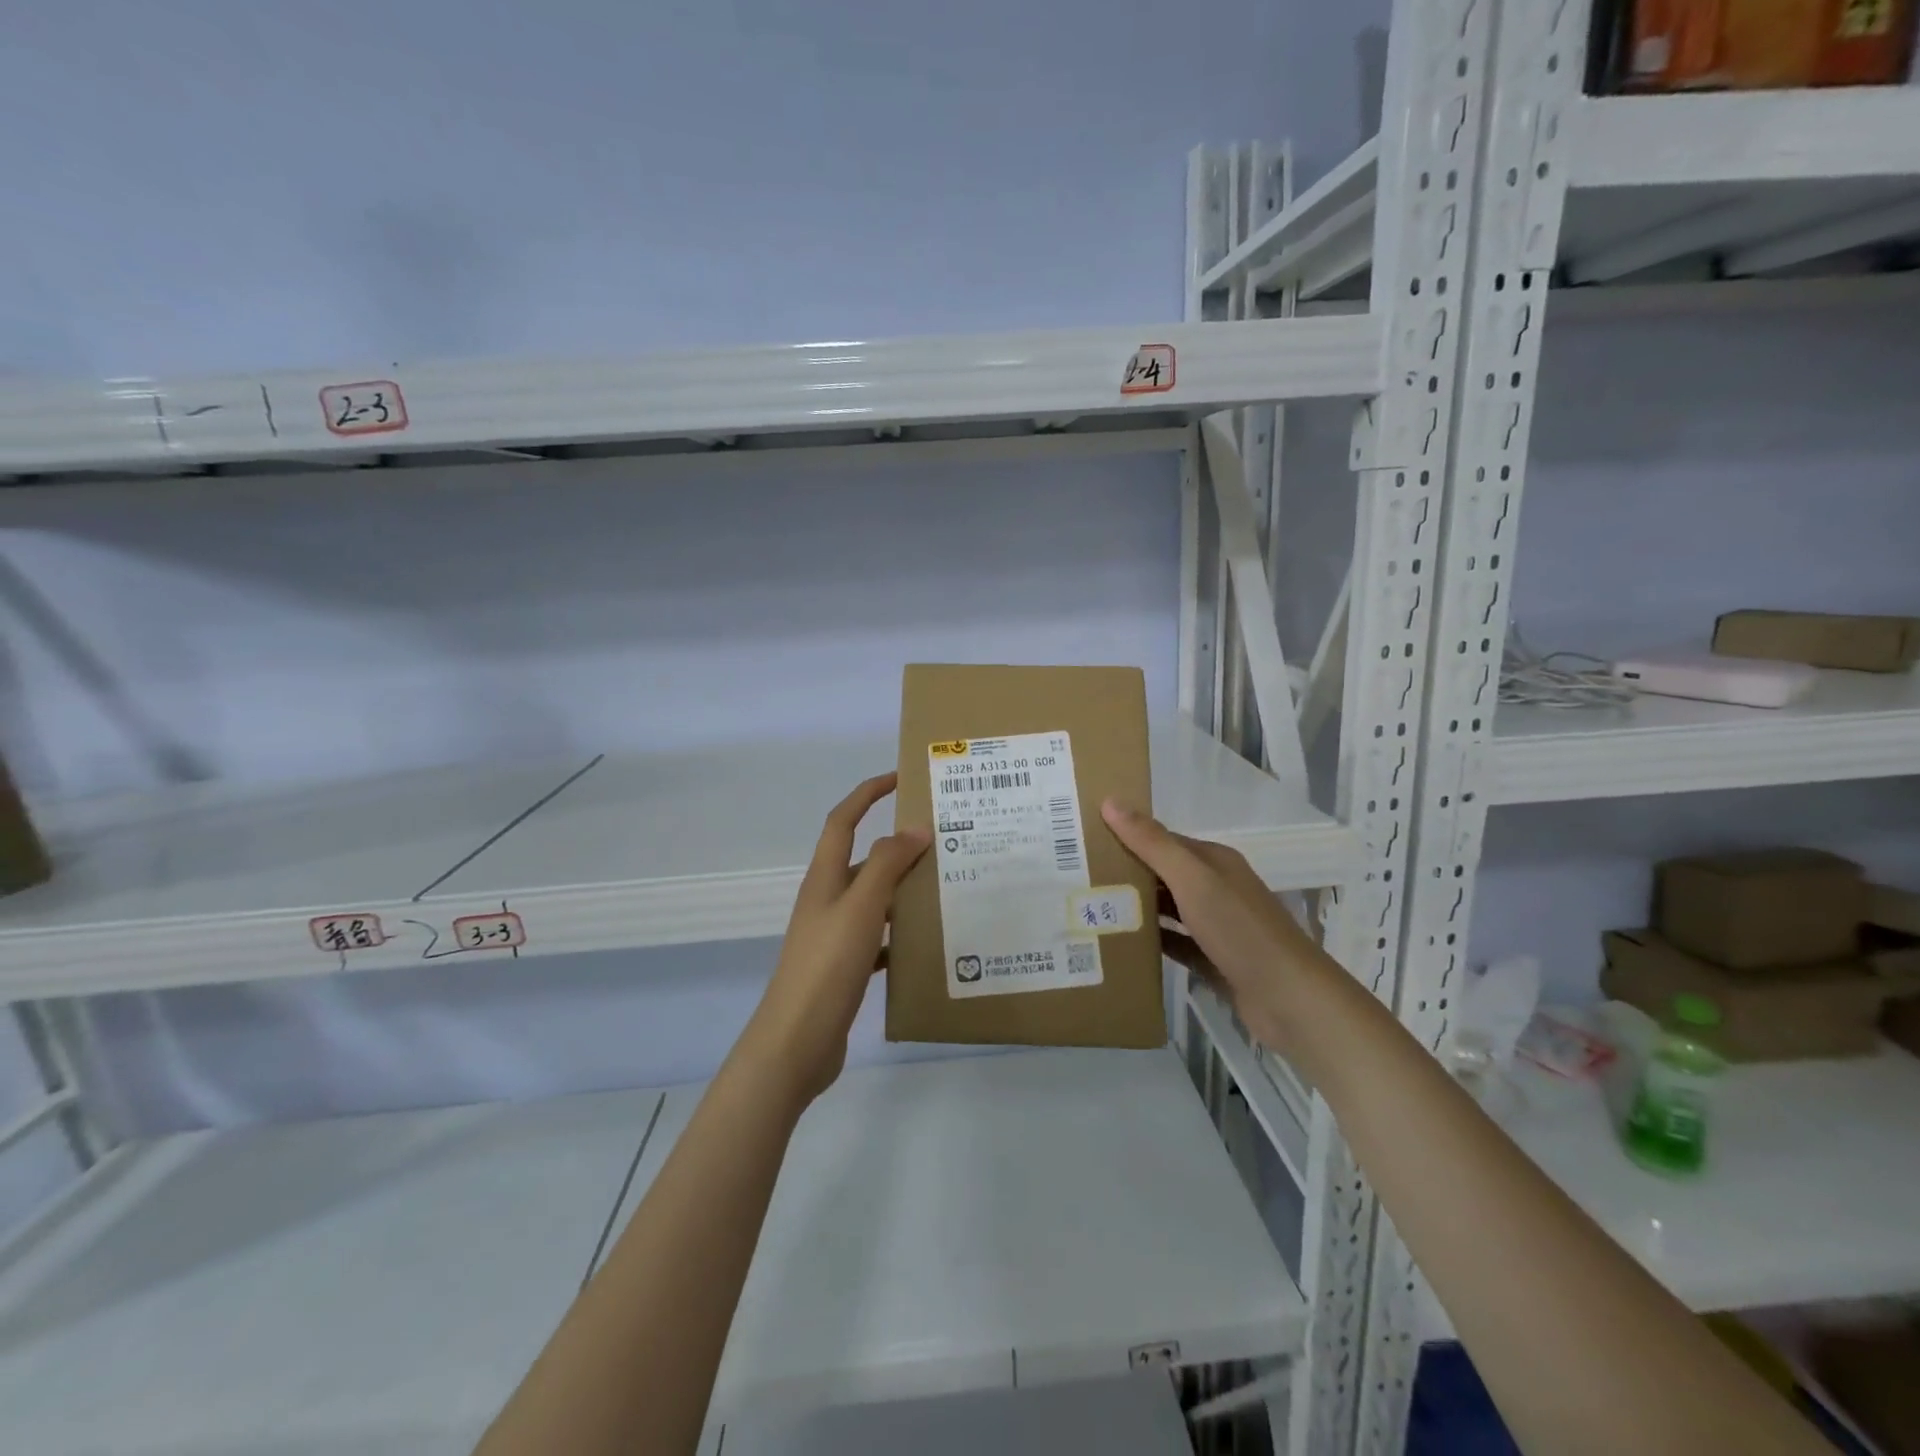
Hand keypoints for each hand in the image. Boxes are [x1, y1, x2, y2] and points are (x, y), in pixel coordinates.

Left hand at [741, 773, 929, 1104]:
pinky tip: (928, 943)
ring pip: (875, 900)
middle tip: (944, 840)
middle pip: (863, 859)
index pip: (843, 820)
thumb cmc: (826, 967)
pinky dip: (901, 934)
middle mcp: (827, 900)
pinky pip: (879, 938)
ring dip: (904, 889)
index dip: (867, 793)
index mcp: (824, 878)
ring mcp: (834, 935)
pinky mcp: (844, 967)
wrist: (795, 1044)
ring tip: (946, 887)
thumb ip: (886, 866)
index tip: (901, 778)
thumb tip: (914, 829)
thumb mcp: (861, 908)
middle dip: (898, 845)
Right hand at [1101, 798, 1324, 1060]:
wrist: (1289, 1000)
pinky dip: (1152, 942)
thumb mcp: (1193, 880)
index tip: (1085, 839)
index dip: (1127, 836)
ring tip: (1090, 908)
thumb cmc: (1239, 930)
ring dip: (1137, 908)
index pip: (1162, 840)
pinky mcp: (1215, 960)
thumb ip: (1152, 843)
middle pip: (1164, 873)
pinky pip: (1175, 943)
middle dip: (1126, 873)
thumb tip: (1110, 802)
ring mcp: (1217, 926)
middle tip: (1076, 876)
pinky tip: (1121, 944)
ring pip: (1168, 909)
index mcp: (1214, 862)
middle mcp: (1217, 888)